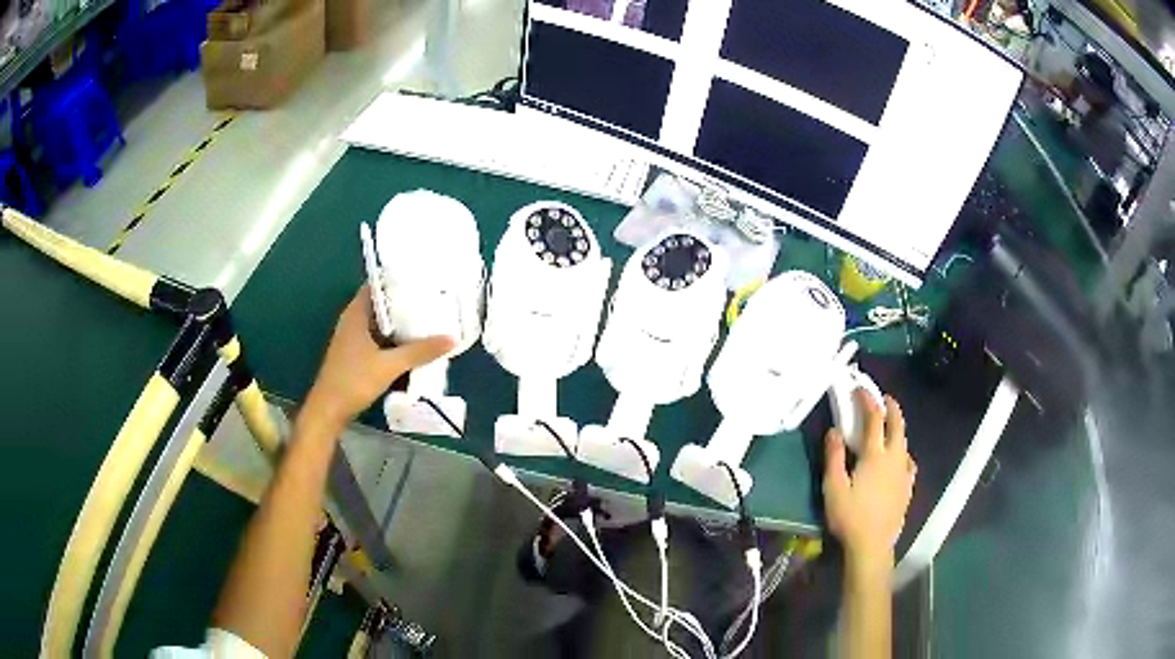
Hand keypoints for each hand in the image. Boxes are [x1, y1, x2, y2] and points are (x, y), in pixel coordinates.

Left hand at [302, 285, 453, 430]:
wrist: (329, 410)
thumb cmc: (354, 381)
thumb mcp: (389, 365)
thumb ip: (420, 351)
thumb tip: (452, 338)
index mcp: (356, 313)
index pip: (377, 284)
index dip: (397, 279)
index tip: (421, 278)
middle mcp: (353, 320)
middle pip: (381, 303)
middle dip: (403, 301)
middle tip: (431, 298)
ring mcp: (353, 338)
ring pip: (380, 322)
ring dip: (399, 321)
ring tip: (427, 317)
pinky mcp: (355, 353)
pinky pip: (378, 337)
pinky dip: (393, 337)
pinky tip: (412, 343)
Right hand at [823, 390, 916, 577]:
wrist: (872, 545)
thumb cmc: (849, 517)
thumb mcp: (833, 487)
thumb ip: (834, 457)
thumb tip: (835, 431)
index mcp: (874, 455)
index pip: (874, 418)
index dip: (867, 400)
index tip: (859, 389)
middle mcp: (893, 457)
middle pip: (896, 424)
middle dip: (890, 407)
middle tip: (882, 398)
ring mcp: (903, 472)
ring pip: (904, 441)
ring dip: (897, 426)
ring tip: (890, 423)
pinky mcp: (907, 486)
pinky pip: (909, 461)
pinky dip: (903, 451)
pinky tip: (900, 458)